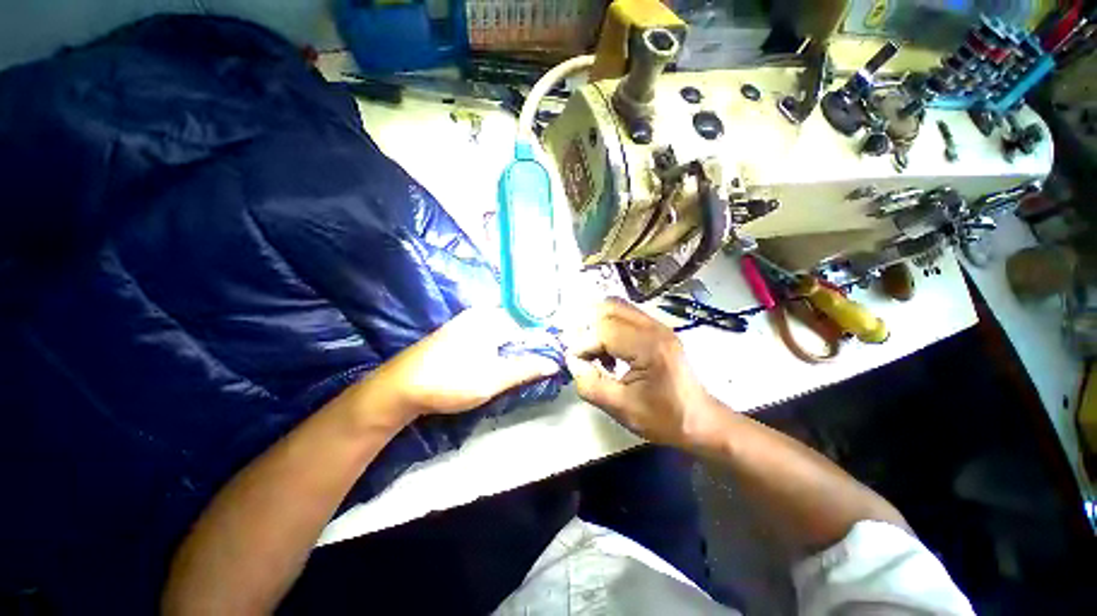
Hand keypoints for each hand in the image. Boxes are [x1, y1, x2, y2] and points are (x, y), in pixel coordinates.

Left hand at [382, 306, 561, 416]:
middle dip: (526, 347)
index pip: (529, 327)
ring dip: (512, 350)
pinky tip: (494, 363)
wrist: (399, 388)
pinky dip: (497, 349)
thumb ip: (525, 368)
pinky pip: (488, 335)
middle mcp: (480, 313)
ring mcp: (466, 321)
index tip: (550, 360)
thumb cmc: (450, 381)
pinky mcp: (457, 332)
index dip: (541, 344)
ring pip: (502, 333)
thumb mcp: (493, 379)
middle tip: (533, 368)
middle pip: (516, 328)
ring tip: (516, 369)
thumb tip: (554, 362)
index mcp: (491, 318)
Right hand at [563, 299, 722, 449]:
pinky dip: (609, 326)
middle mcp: (655, 328)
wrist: (700, 420)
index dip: (583, 344)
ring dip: (598, 324)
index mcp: (649, 348)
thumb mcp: (621, 409)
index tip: (575, 362)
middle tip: (581, 351)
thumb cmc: (663, 418)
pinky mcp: (657, 328)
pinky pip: (625, 315)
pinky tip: (609, 350)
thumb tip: (572, 361)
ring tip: (594, 350)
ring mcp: (658, 325)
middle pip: (609, 307)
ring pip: (616, 307)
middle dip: (588, 327)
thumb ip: (590, 384)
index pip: (604, 329)